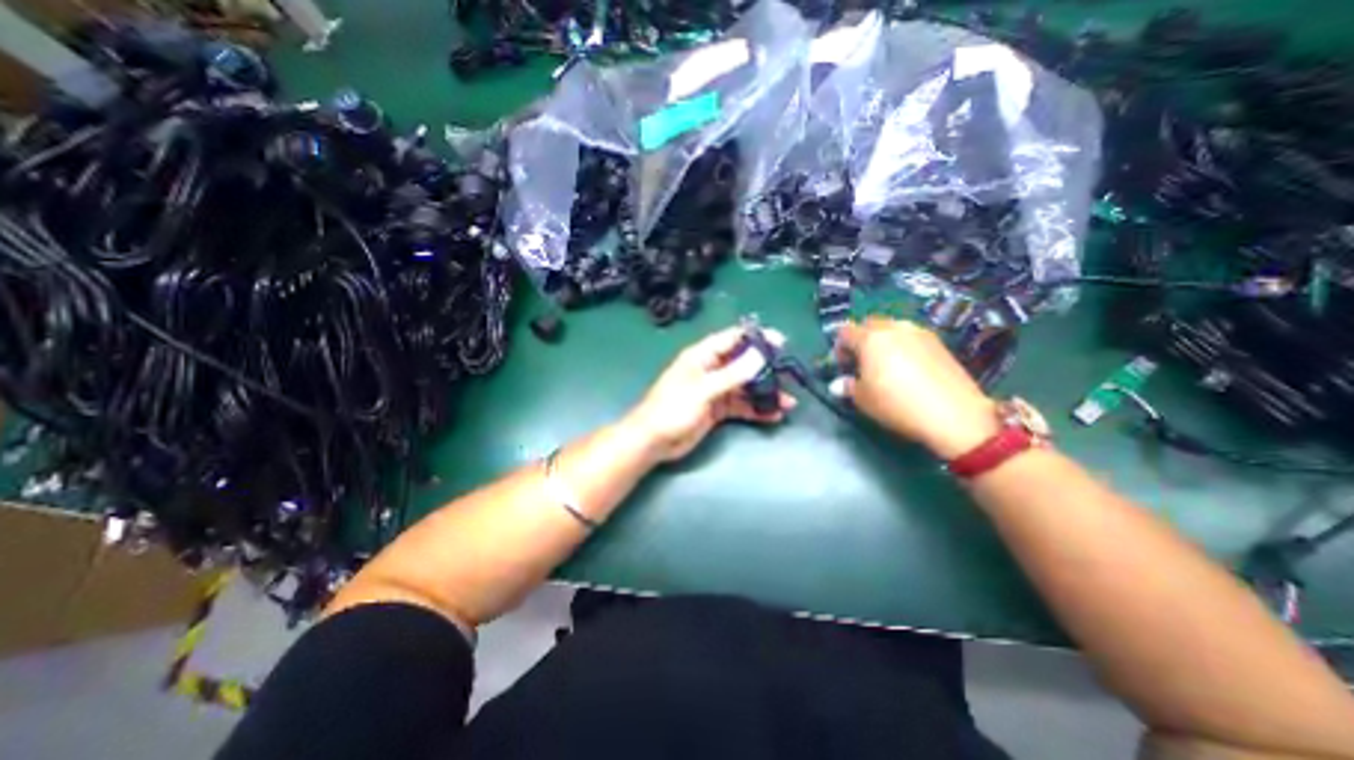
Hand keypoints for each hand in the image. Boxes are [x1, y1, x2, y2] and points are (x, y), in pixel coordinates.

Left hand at [619, 326, 795, 461]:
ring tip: (788, 402)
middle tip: (789, 375)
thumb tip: (760, 355)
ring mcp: (715, 390)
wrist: (653, 441)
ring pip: (745, 387)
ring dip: (765, 393)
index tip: (780, 341)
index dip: (756, 338)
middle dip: (766, 369)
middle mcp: (711, 369)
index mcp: (702, 356)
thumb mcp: (703, 389)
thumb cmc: (673, 409)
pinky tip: (774, 415)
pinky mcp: (717, 410)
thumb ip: (732, 374)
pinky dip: (756, 410)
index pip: (732, 339)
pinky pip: (741, 406)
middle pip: (743, 363)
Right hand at [833, 318, 998, 459]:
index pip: (845, 332)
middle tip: (862, 363)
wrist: (954, 414)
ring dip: (883, 341)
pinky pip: (911, 337)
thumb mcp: (863, 400)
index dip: (839, 348)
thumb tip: (839, 384)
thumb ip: (848, 387)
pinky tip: (908, 368)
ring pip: (892, 328)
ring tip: (886, 365)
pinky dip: (903, 346)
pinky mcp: (938, 342)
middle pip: (869, 324)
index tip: (843, 367)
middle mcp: (893, 328)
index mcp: (870, 339)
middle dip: (861, 340)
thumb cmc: (897, 404)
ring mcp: (919, 332)